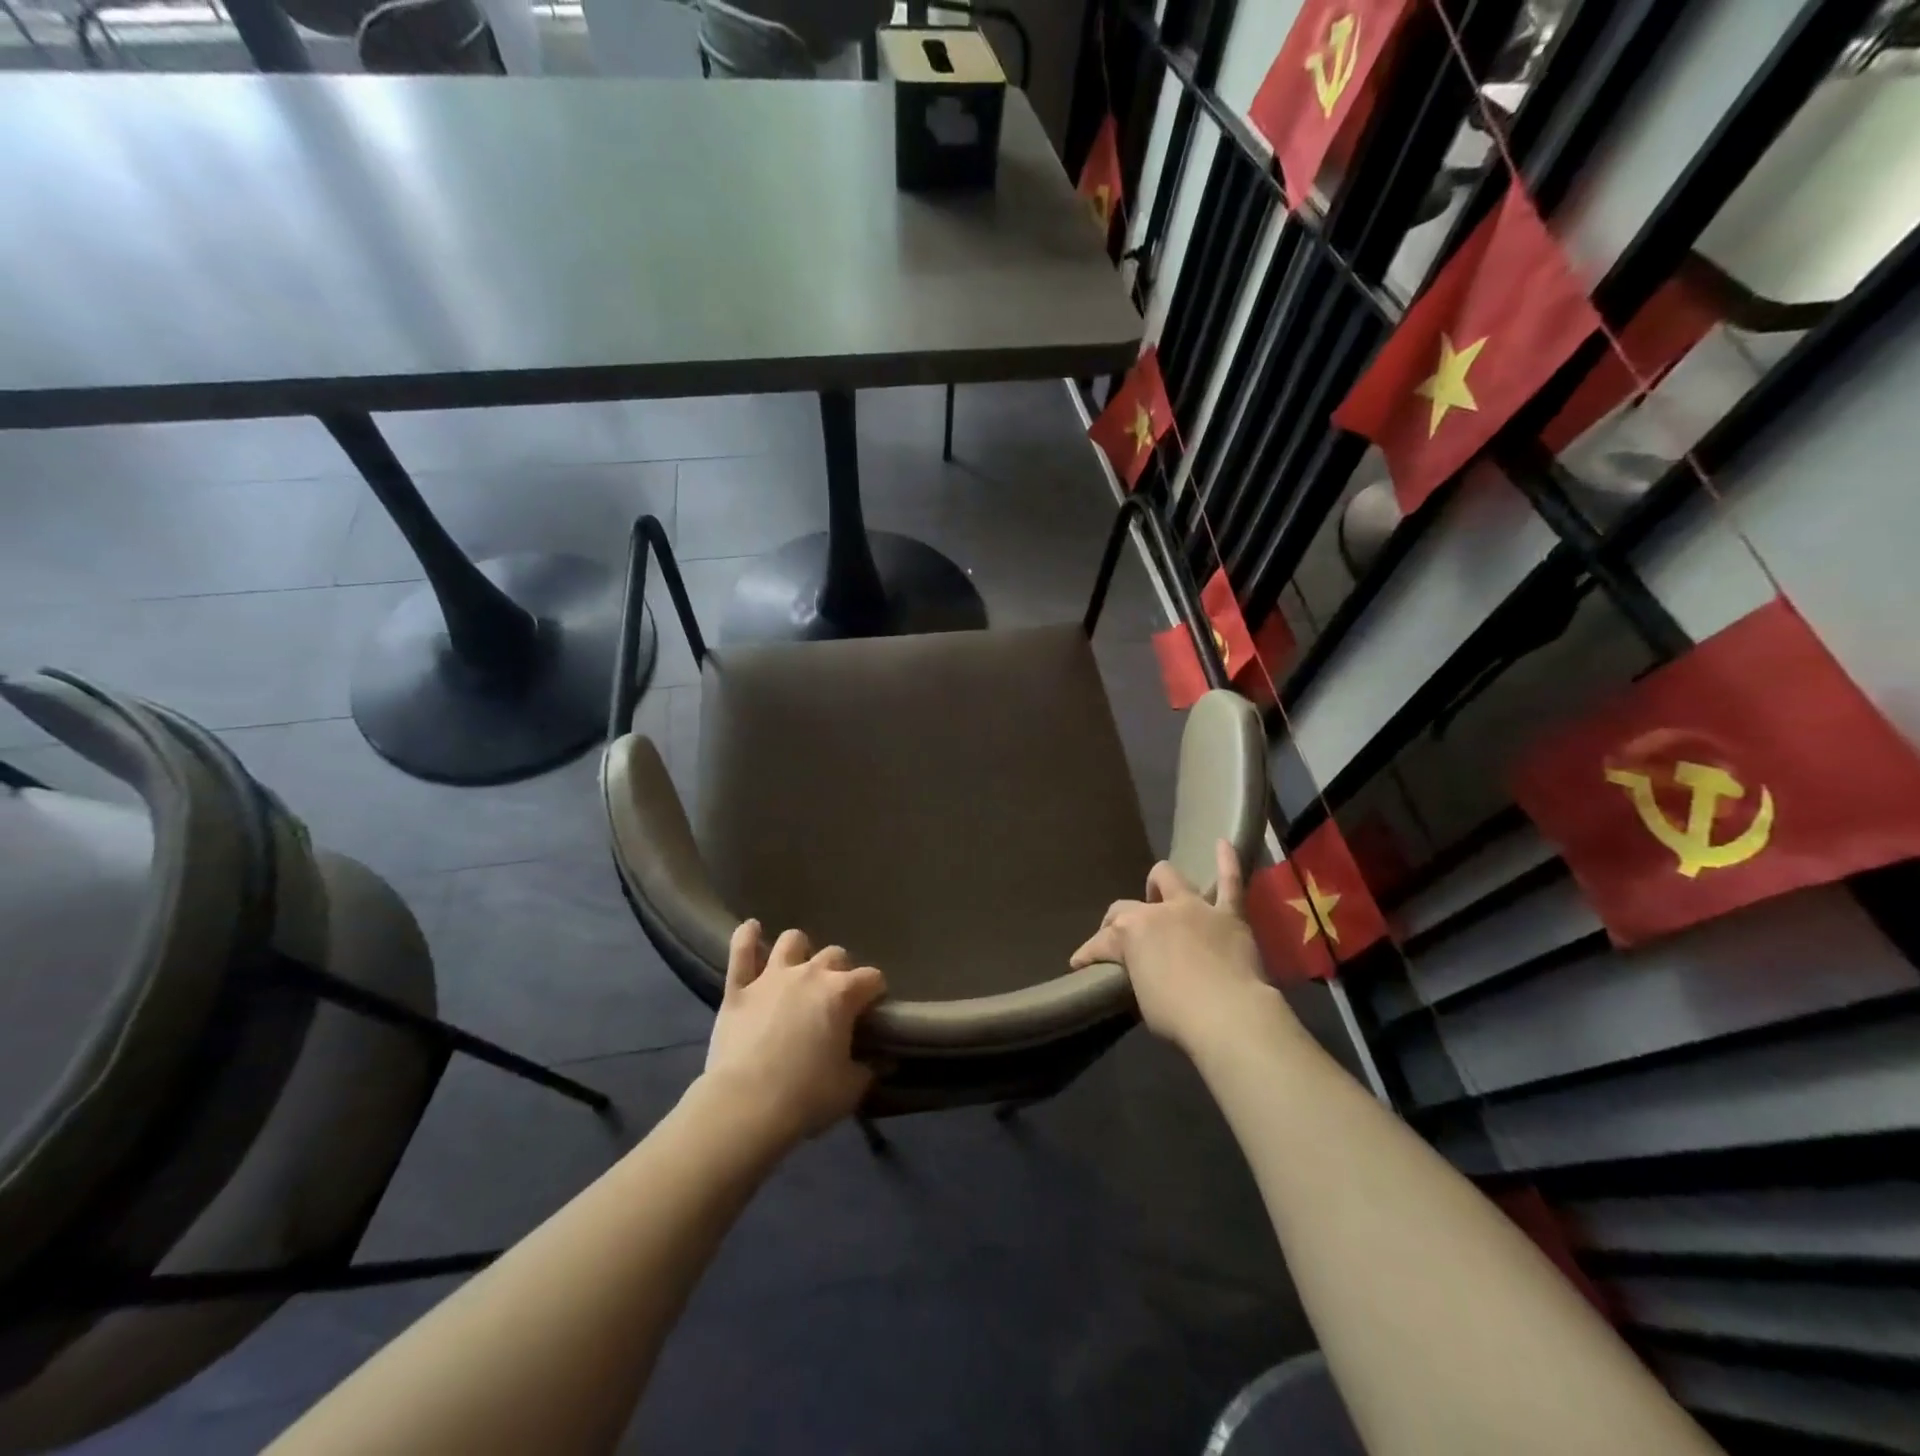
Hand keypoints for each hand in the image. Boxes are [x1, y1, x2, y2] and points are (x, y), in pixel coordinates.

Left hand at [701, 921, 886, 1148]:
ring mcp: (771, 977)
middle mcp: (810, 974)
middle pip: (835, 954)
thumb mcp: (850, 1088)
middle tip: (835, 997)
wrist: (746, 1105)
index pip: (872, 978)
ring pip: (791, 941)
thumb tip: (883, 1061)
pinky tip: (751, 929)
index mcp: (842, 994)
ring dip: (799, 950)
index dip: (875, 992)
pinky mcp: (738, 988)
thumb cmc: (807, 1096)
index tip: (872, 1010)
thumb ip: (869, 1069)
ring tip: (798, 967)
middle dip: (840, 971)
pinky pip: (740, 951)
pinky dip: (746, 937)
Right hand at [1071, 841, 1276, 1058]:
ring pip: (1172, 880)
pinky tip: (1222, 842)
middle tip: (1125, 938)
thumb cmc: (1177, 1015)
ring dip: (1161, 884)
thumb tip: (1142, 974)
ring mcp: (1195, 908)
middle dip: (1121, 918)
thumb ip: (1138, 975)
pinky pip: (1230, 882)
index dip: (1088, 954)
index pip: (1100, 941)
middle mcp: (1158, 911)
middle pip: (1129, 905)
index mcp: (1131, 933)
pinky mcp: (1229, 915)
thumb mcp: (1142, 999)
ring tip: (1159, 893)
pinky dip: (1226, 861)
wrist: (1230, 1015)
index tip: (1080, 965)